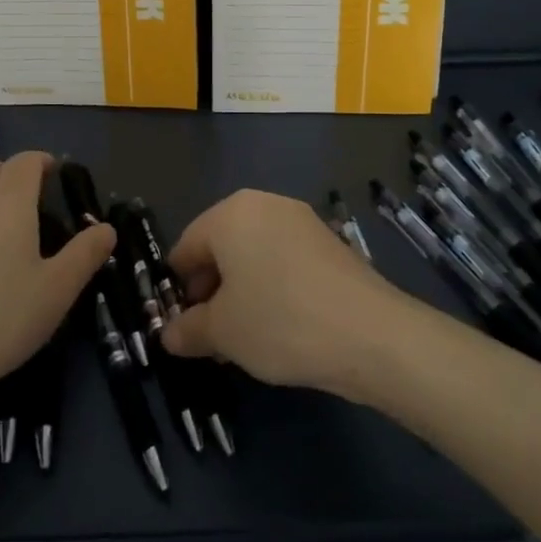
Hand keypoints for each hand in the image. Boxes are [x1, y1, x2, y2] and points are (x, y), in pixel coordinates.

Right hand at [162, 189, 407, 394]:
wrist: (371, 334)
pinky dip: (272, 287)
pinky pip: (283, 260)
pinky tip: (279, 326)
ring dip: (241, 292)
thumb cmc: (280, 321)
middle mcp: (264, 204)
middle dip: (211, 290)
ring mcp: (301, 220)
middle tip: (212, 336)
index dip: (178, 289)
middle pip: (221, 247)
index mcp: (230, 213)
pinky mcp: (328, 242)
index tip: (182, 327)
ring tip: (245, 338)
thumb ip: (188, 330)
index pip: (186, 247)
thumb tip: (170, 335)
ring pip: (253, 255)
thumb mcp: (222, 332)